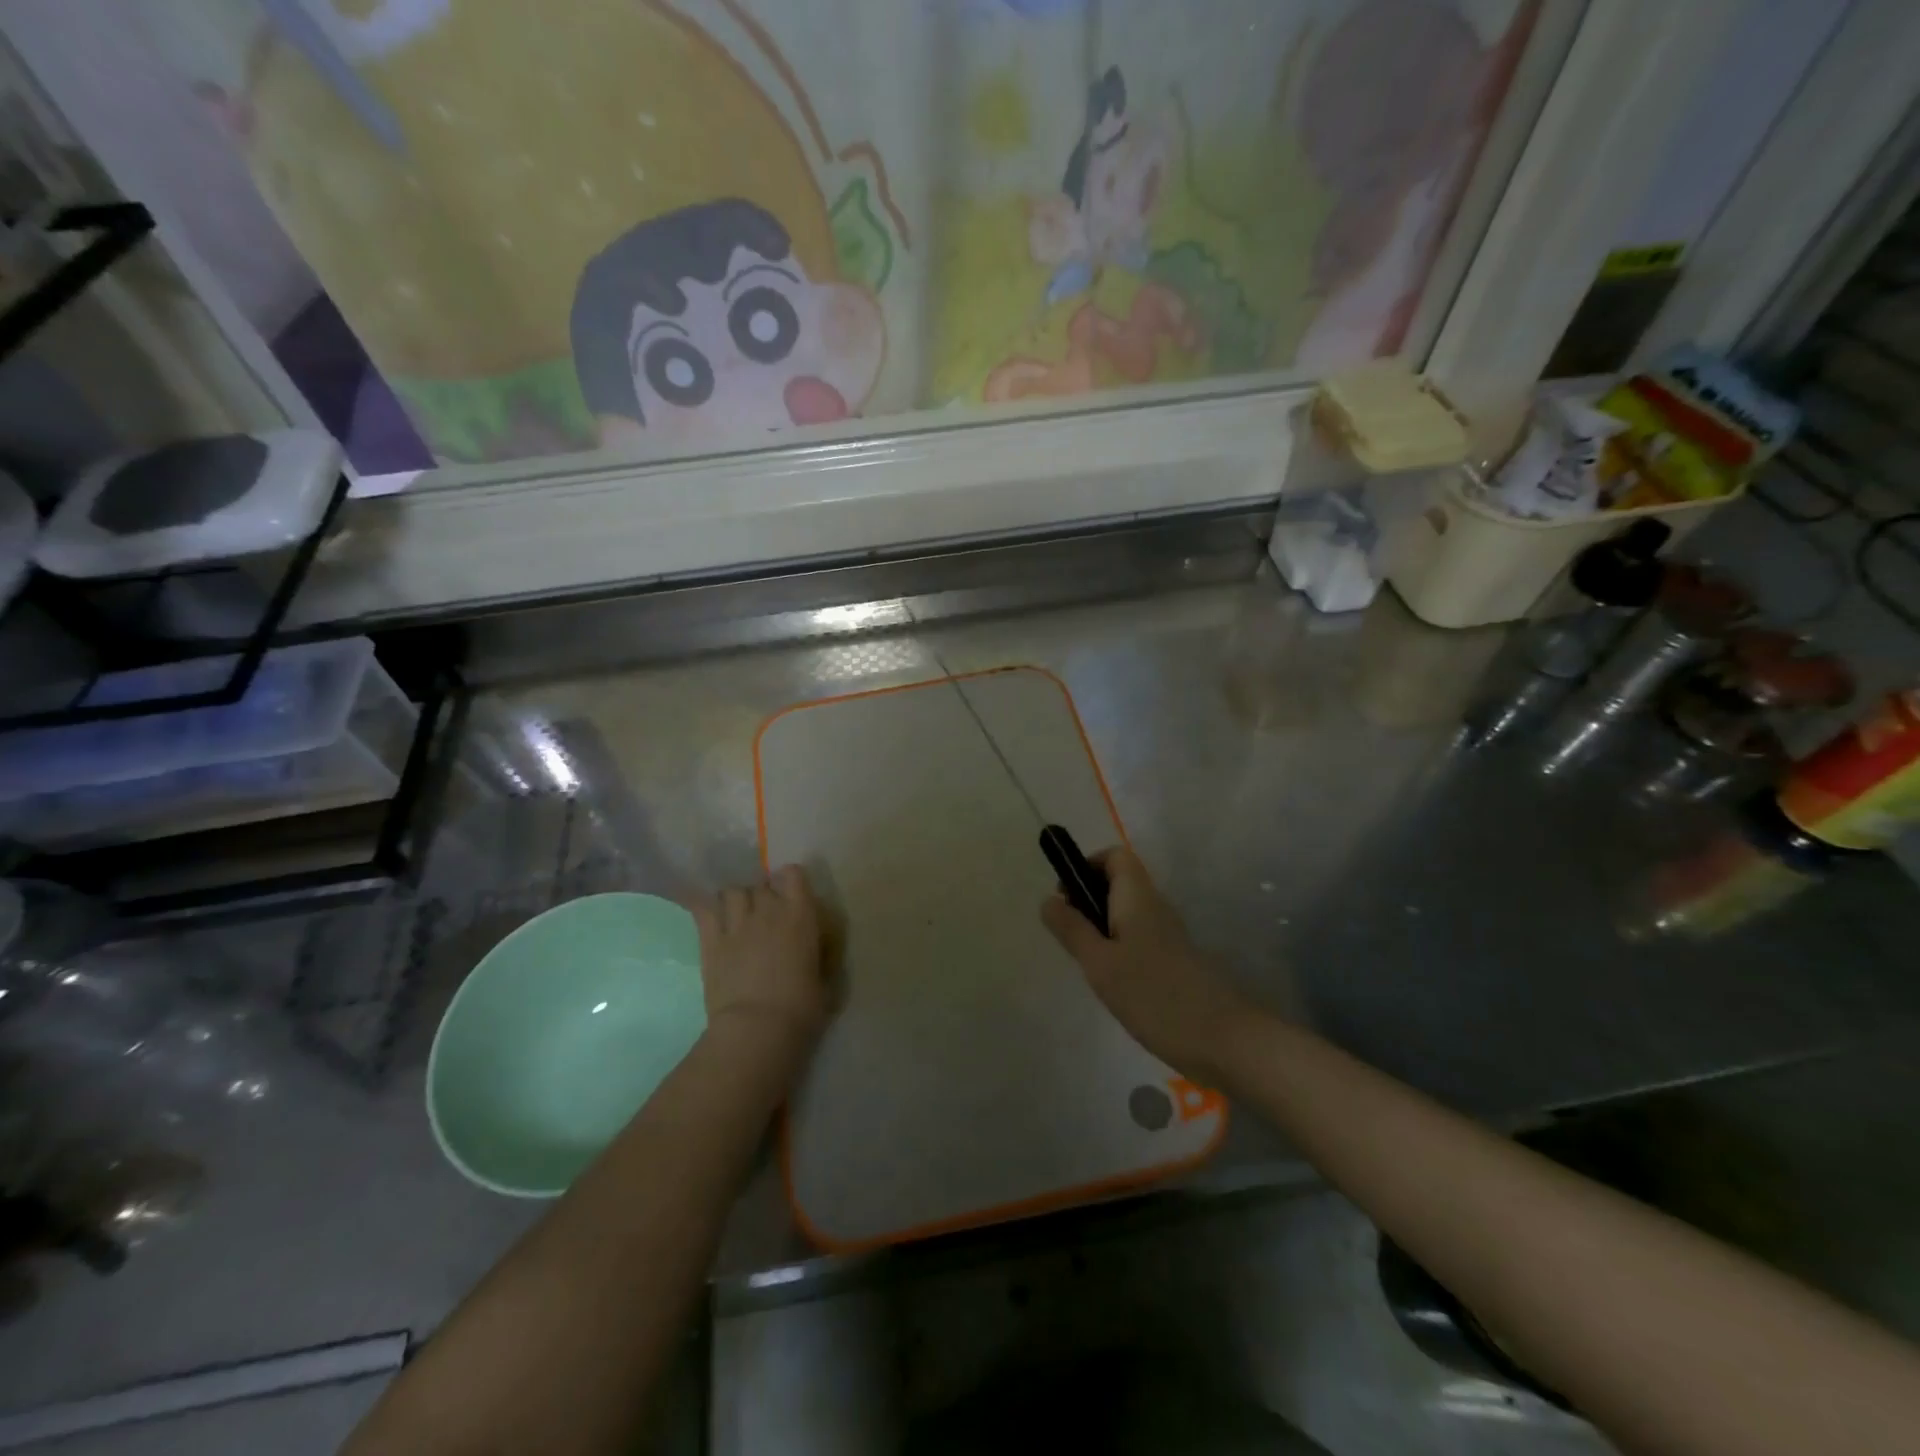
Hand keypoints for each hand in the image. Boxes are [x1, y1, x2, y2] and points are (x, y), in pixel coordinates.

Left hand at [692, 866, 830, 1062]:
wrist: (758, 1028)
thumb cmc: (801, 1007)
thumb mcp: (825, 979)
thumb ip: (820, 955)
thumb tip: (816, 949)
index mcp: (801, 916)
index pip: (794, 874)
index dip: (791, 880)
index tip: (792, 894)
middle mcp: (769, 910)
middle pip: (761, 884)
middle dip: (763, 895)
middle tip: (764, 914)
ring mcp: (737, 924)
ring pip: (732, 891)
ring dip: (736, 900)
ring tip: (737, 915)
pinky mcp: (711, 940)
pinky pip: (703, 909)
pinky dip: (705, 907)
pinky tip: (707, 915)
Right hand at [1041, 846, 1249, 1081]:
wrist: (1223, 1040)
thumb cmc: (1154, 995)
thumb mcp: (1100, 963)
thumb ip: (1072, 929)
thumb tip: (1048, 899)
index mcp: (1138, 897)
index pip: (1115, 856)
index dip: (1088, 865)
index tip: (1066, 896)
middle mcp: (1156, 907)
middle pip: (1120, 882)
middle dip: (1089, 898)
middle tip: (1070, 935)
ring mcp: (1169, 934)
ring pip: (1128, 912)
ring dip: (1102, 925)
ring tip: (1087, 961)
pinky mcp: (1175, 960)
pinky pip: (1139, 937)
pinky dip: (1119, 947)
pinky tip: (1112, 981)